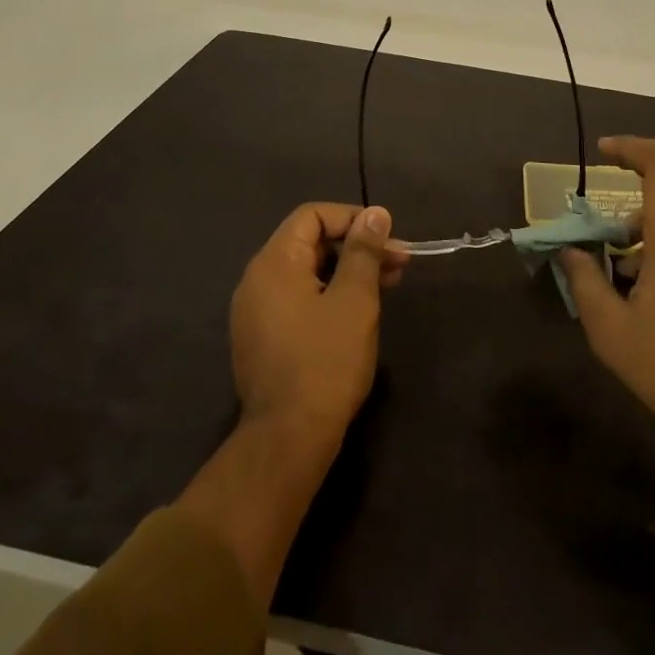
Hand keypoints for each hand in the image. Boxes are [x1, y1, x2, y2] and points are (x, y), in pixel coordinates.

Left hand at [181, 203, 406, 607]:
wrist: (287, 441)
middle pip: (309, 242)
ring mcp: (255, 311)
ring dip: (347, 271)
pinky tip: (358, 312)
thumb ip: (363, 251)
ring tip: (387, 286)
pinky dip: (329, 294)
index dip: (352, 218)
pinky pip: (298, 298)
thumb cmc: (325, 362)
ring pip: (307, 272)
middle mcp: (257, 279)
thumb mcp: (354, 300)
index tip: (387, 237)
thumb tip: (375, 213)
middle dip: (356, 247)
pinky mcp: (262, 338)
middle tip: (398, 263)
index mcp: (274, 262)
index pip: (312, 215)